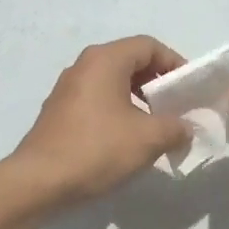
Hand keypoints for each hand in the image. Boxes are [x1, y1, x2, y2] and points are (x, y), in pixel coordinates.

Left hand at [9, 36, 191, 209]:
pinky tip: (126, 141)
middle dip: (157, 83)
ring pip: (113, 83)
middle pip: (130, 62)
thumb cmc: (98, 150)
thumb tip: (185, 128)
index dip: (175, 63)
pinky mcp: (59, 113)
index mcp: (105, 60)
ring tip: (155, 128)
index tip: (189, 89)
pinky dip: (118, 112)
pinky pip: (97, 101)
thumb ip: (176, 127)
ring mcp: (67, 90)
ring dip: (138, 100)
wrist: (39, 182)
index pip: (149, 46)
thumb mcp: (149, 138)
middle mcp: (83, 66)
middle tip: (176, 108)